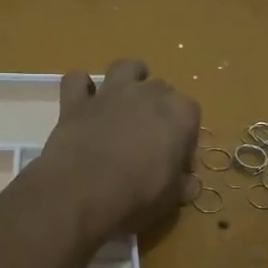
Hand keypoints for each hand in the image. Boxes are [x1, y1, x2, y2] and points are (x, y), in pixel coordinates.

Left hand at [37, 58, 199, 239]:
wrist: (80, 193)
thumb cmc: (136, 197)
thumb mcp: (171, 199)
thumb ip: (183, 185)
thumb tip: (188, 183)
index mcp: (179, 114)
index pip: (191, 114)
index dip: (185, 137)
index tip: (177, 161)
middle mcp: (147, 93)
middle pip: (161, 89)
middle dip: (159, 109)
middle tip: (150, 140)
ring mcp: (110, 93)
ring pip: (125, 67)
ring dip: (129, 78)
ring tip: (126, 101)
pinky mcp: (75, 101)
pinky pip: (77, 80)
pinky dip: (81, 87)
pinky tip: (84, 102)